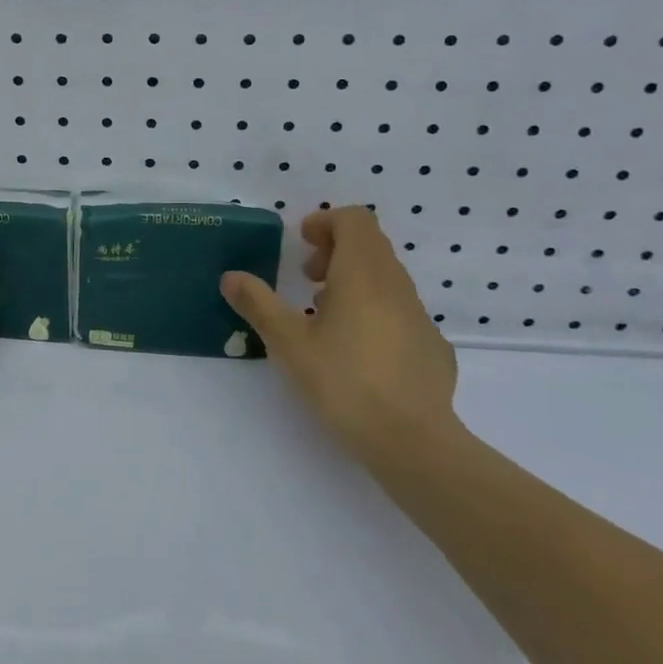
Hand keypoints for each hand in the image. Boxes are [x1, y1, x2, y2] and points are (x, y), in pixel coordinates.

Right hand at [220, 206, 460, 466]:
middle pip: (371, 245)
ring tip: (325, 317)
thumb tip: (230, 276)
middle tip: (307, 278)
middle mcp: (396, 286)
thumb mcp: (288, 343)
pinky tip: (358, 353)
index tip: (301, 245)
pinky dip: (374, 313)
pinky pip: (400, 312)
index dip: (326, 222)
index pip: (355, 219)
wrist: (414, 443)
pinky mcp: (432, 348)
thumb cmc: (344, 382)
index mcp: (363, 275)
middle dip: (336, 250)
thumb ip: (258, 304)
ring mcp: (420, 317)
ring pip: (386, 279)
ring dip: (353, 282)